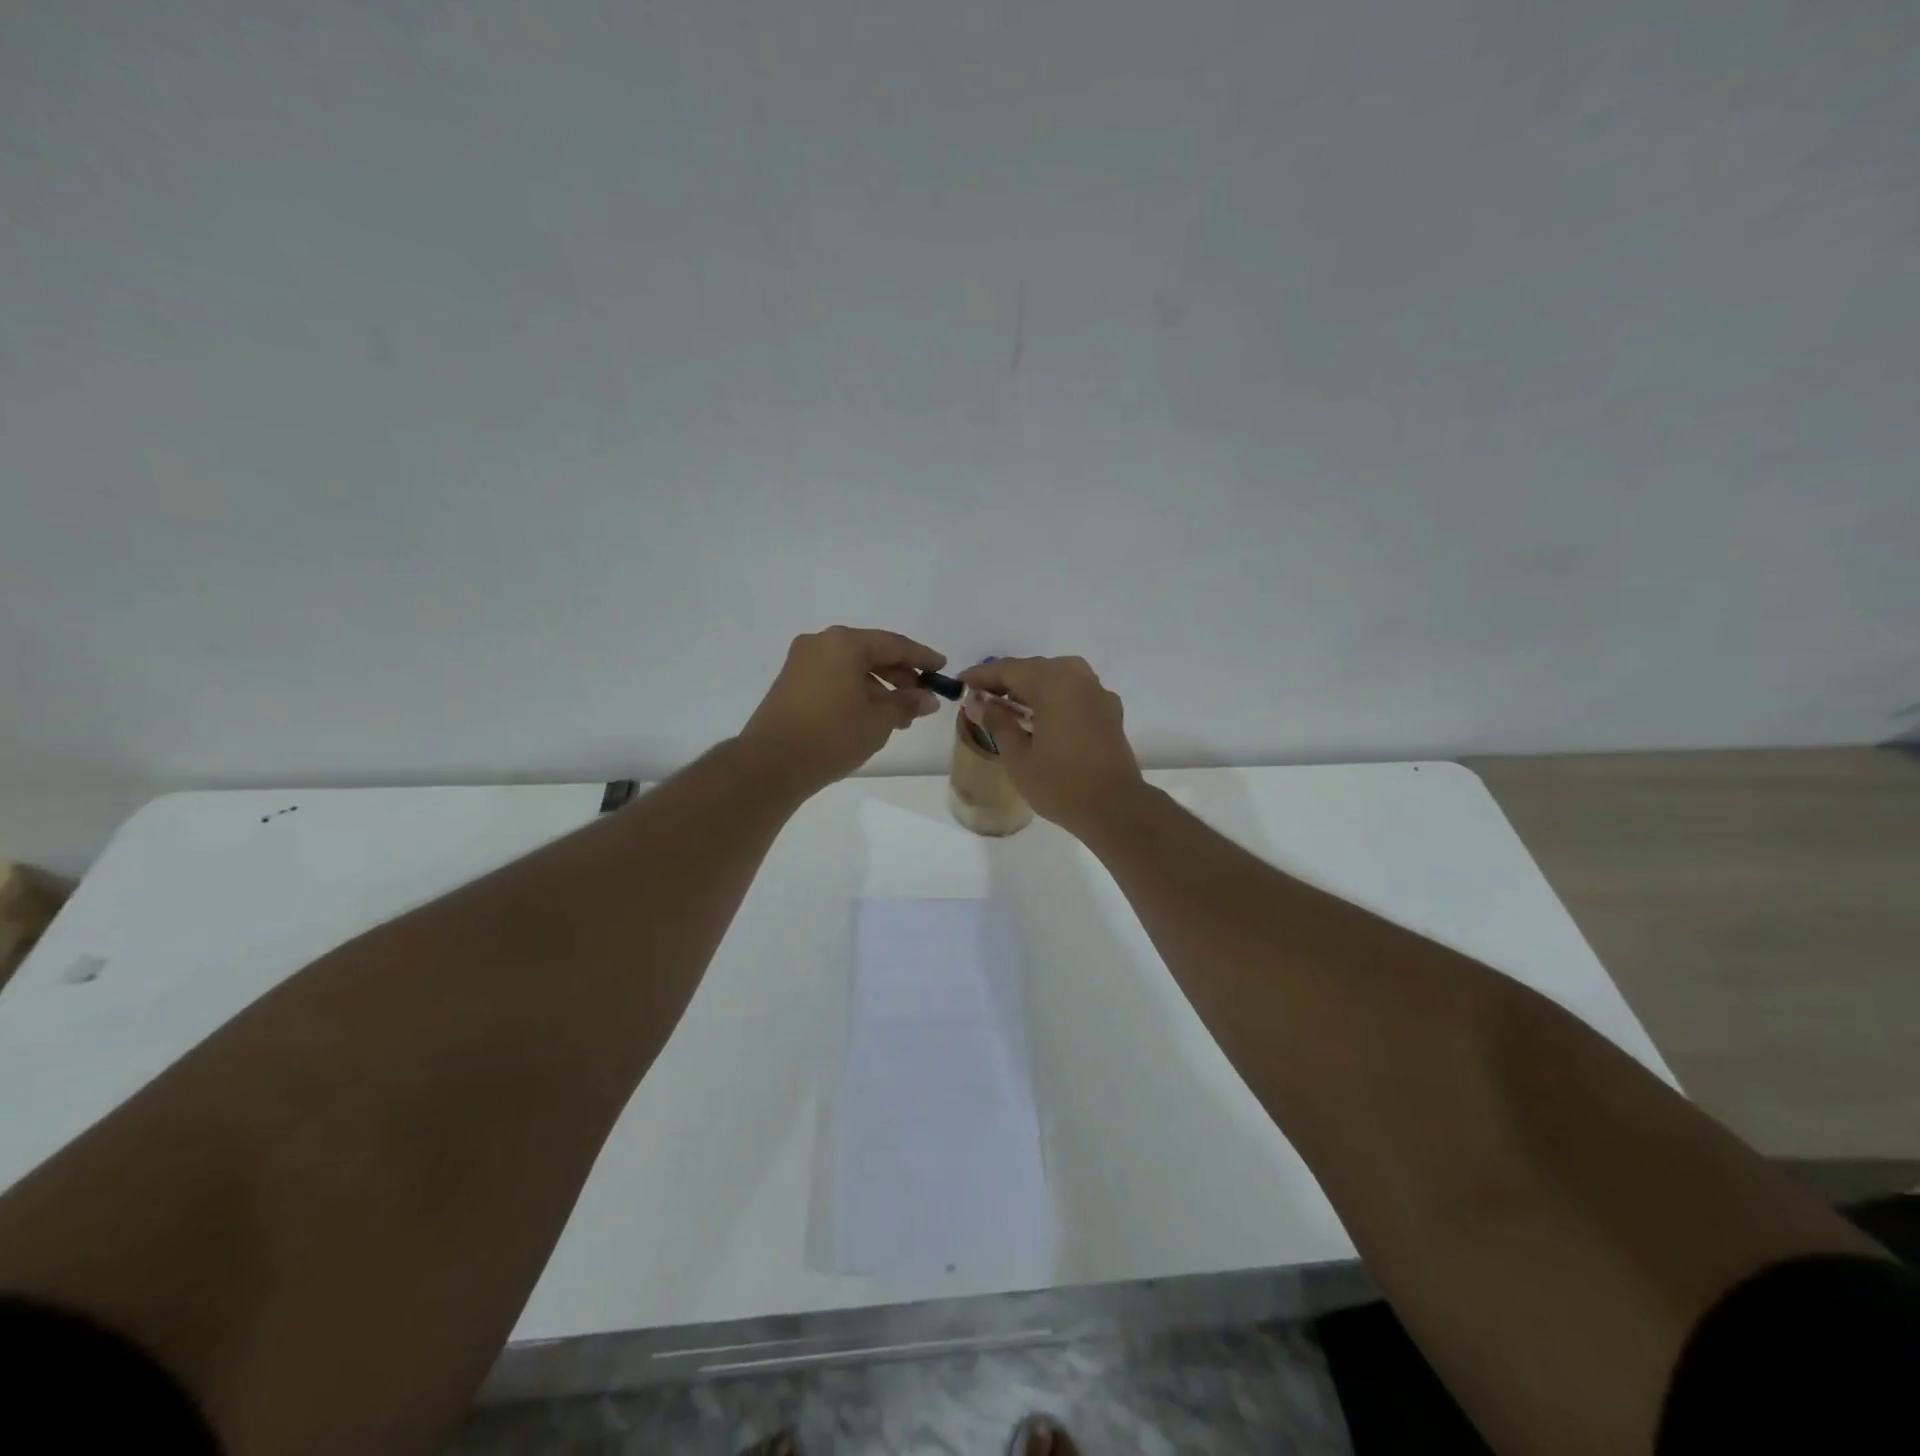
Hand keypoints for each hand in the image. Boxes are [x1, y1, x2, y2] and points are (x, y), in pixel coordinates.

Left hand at [741, 627, 945, 793]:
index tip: (942, 668)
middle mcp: (821, 643)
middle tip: (923, 696)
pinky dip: (856, 691)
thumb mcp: (879, 720)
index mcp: (845, 643)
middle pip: (871, 653)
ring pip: (852, 668)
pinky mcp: (791, 682)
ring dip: (879, 687)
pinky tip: (871, 715)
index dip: (922, 657)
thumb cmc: (833, 735)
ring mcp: (802, 662)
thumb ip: (907, 703)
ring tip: (900, 715)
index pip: (894, 644)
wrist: (771, 764)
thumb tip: (927, 698)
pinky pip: (834, 678)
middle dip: (900, 675)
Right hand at [958, 656, 1143, 834]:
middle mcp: (1078, 678)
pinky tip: (1041, 717)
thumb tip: (980, 703)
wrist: (1114, 808)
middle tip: (981, 696)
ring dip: (1031, 687)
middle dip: (1006, 680)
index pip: (1009, 669)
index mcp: (1053, 683)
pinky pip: (1075, 692)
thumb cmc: (1060, 784)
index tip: (961, 683)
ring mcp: (1098, 693)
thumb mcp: (1018, 757)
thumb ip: (998, 723)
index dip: (982, 676)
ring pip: (1057, 677)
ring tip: (1008, 707)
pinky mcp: (1109, 710)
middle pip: (1034, 669)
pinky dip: (1054, 697)